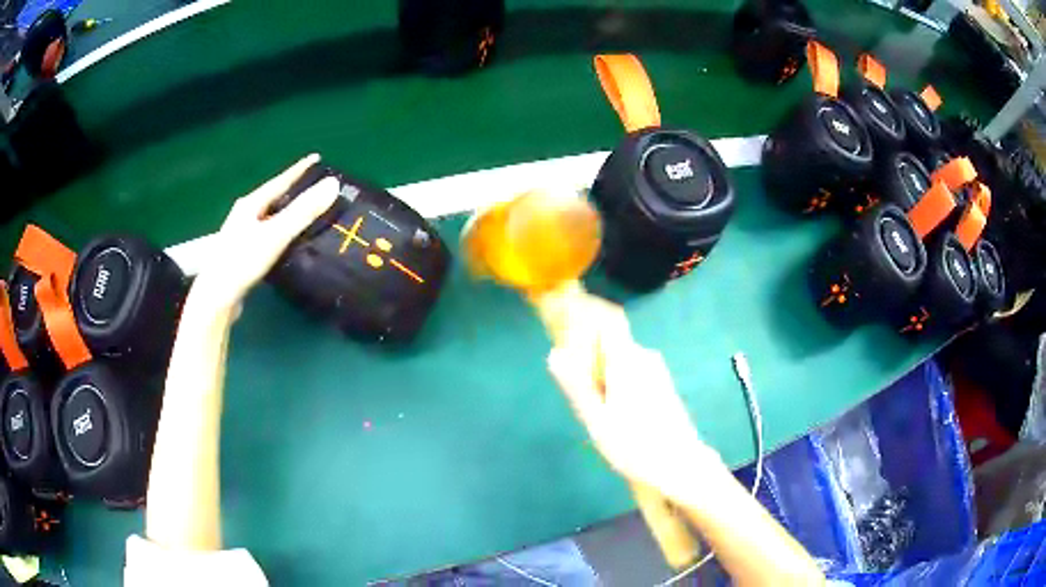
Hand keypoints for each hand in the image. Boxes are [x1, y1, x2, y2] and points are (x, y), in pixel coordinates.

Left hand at [193, 154, 339, 309]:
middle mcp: (244, 215)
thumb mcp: (276, 234)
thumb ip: (303, 211)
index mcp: (251, 204)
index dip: (299, 170)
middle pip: (272, 198)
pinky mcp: (241, 255)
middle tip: (314, 188)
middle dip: (293, 191)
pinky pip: (266, 235)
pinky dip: (280, 232)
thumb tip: (332, 184)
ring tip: (305, 214)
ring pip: (268, 218)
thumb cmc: (243, 261)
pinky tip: (286, 243)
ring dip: (286, 213)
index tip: (316, 158)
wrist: (217, 298)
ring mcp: (240, 236)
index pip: (280, 181)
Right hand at [547, 308, 721, 504]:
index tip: (569, 350)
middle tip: (585, 401)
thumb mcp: (596, 419)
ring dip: (604, 378)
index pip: (604, 322)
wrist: (679, 465)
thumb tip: (554, 353)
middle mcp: (644, 356)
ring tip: (602, 414)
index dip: (584, 327)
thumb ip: (576, 384)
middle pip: (608, 344)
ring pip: (619, 360)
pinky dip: (619, 384)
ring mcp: (656, 369)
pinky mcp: (662, 383)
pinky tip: (620, 415)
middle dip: (590, 363)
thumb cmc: (634, 445)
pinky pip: (632, 371)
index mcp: (627, 360)